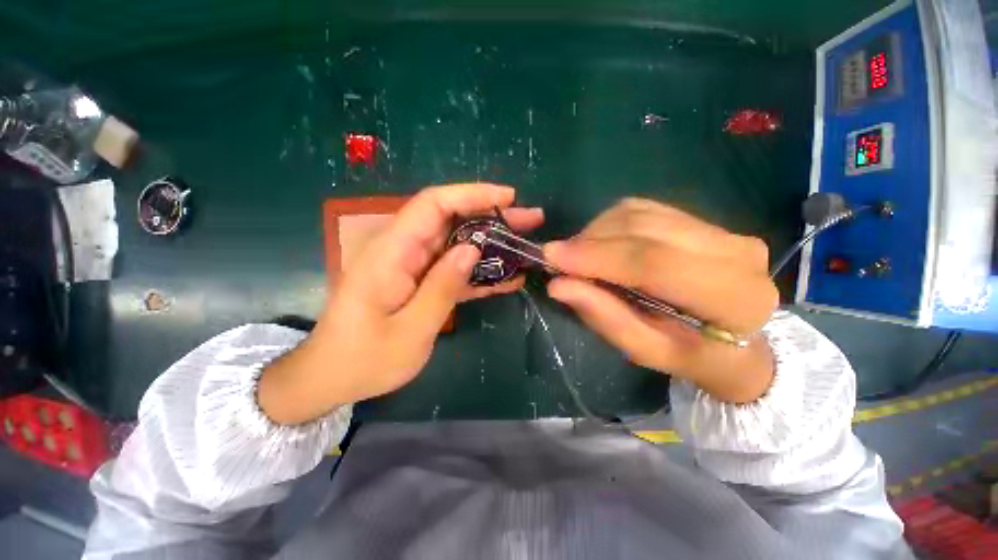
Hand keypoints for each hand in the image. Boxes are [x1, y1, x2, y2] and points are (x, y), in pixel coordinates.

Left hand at [258, 184, 543, 423]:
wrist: (332, 377)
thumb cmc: (363, 360)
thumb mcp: (410, 330)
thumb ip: (442, 286)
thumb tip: (473, 248)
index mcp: (392, 253)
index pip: (433, 205)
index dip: (472, 194)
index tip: (508, 197)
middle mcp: (403, 251)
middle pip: (451, 220)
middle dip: (492, 216)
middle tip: (530, 220)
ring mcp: (413, 267)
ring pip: (457, 243)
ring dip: (492, 243)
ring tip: (525, 246)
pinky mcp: (420, 282)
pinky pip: (453, 269)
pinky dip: (480, 272)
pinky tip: (508, 278)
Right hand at [544, 198, 777, 402]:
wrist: (739, 343)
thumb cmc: (692, 356)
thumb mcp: (646, 351)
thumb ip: (605, 317)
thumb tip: (558, 285)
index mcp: (733, 297)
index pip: (653, 263)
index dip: (597, 257)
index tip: (552, 256)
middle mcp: (734, 251)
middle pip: (642, 231)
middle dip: (590, 242)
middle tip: (558, 259)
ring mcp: (720, 229)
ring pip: (638, 214)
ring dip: (597, 233)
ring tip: (579, 257)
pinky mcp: (700, 220)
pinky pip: (641, 210)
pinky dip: (609, 225)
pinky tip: (600, 245)